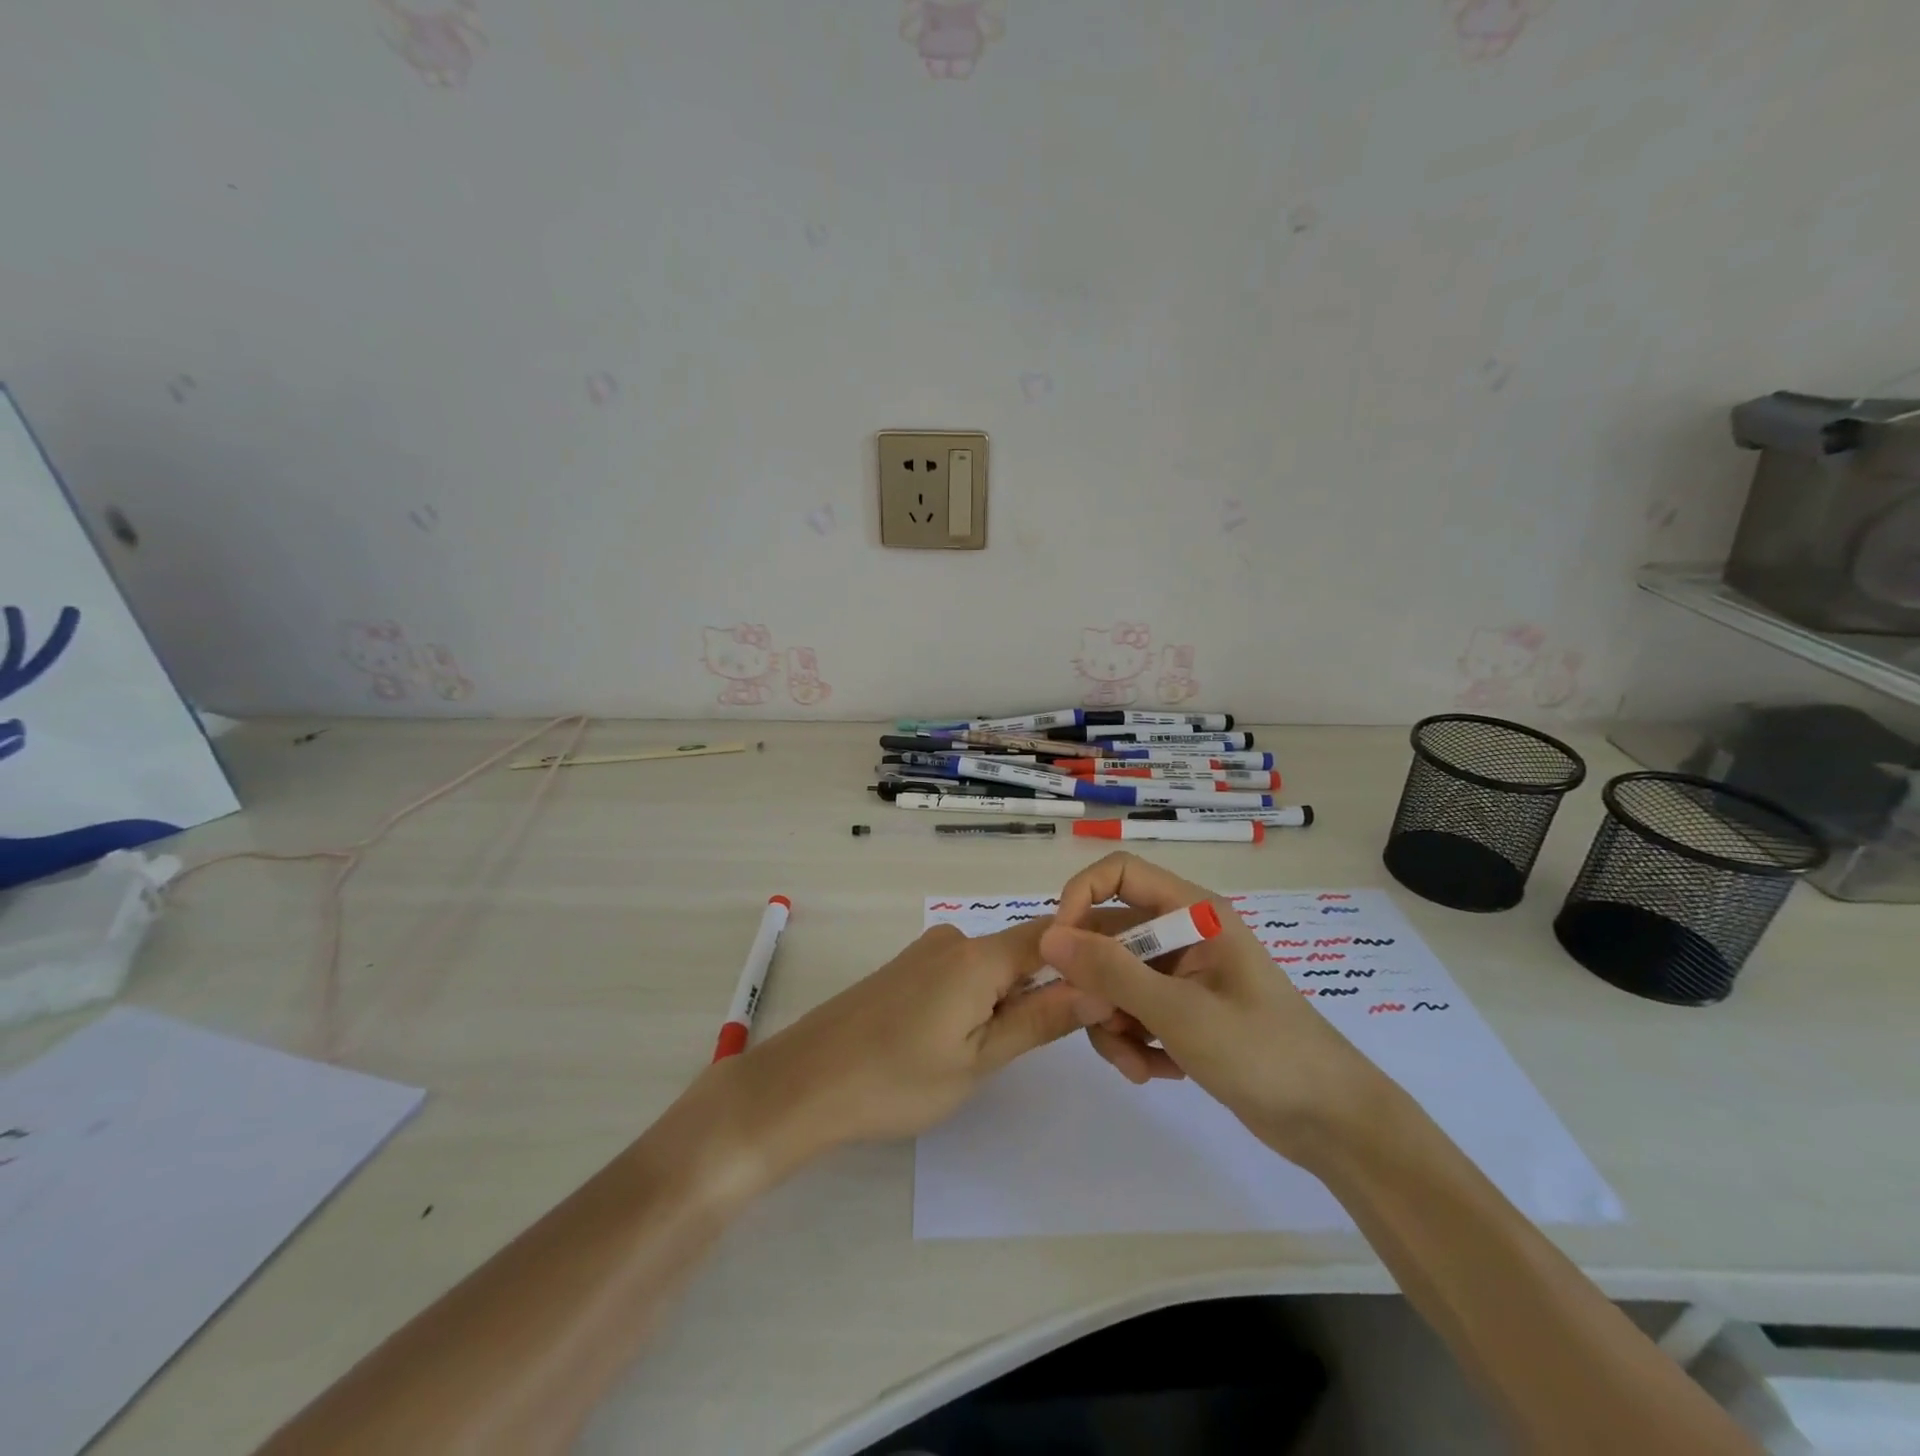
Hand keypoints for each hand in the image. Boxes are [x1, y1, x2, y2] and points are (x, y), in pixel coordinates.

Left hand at [728, 919, 1109, 1165]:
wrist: (803, 1083)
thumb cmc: (895, 1081)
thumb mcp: (978, 1060)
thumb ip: (1040, 1020)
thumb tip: (1100, 986)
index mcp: (978, 957)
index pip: (1055, 936)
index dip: (1093, 949)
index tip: (1123, 975)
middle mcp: (955, 939)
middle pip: (1025, 951)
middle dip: (1054, 986)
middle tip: (1073, 1037)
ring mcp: (927, 951)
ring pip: (994, 965)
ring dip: (1016, 997)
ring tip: (1012, 1049)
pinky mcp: (908, 967)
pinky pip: (965, 972)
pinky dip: (983, 997)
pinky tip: (968, 1039)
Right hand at [1040, 852, 1387, 1165]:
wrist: (1335, 1124)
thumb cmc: (1264, 1054)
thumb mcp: (1179, 1012)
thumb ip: (1111, 972)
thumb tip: (1048, 937)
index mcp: (1194, 912)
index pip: (1119, 874)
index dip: (1081, 899)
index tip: (1060, 948)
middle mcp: (1186, 934)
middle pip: (1111, 935)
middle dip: (1097, 984)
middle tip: (1101, 1026)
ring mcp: (1186, 975)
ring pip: (1117, 980)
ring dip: (1113, 1023)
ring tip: (1136, 1066)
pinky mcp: (1187, 1011)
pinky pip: (1137, 1011)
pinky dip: (1136, 1041)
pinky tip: (1157, 1073)